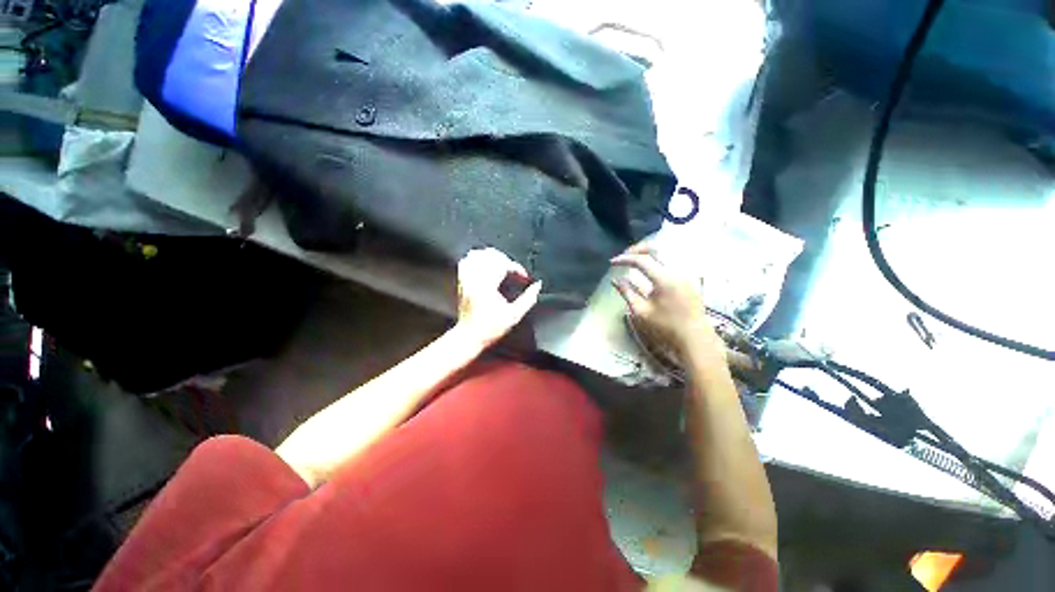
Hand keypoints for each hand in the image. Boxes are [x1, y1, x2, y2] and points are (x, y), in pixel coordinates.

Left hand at [456, 248, 541, 346]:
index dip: (517, 268)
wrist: (470, 336)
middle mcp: (475, 279)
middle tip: (514, 270)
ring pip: (476, 255)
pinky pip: (466, 262)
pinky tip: (486, 266)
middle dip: (506, 260)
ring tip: (501, 265)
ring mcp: (466, 279)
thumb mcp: (514, 315)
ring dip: (491, 257)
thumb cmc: (491, 328)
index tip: (524, 277)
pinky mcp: (461, 282)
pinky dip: (477, 260)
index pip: (504, 265)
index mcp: (488, 286)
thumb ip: (528, 299)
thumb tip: (538, 285)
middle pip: (490, 255)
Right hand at [610, 242, 722, 361]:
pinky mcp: (691, 277)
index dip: (624, 259)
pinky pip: (674, 258)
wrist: (695, 338)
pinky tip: (652, 265)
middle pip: (656, 248)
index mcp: (664, 279)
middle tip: (624, 256)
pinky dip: (660, 257)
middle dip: (637, 249)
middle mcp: (677, 270)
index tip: (611, 263)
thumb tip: (615, 279)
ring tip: (636, 258)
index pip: (640, 260)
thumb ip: (627, 292)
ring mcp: (687, 272)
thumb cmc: (666, 328)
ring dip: (649, 251)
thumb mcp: (641, 312)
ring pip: (667, 250)